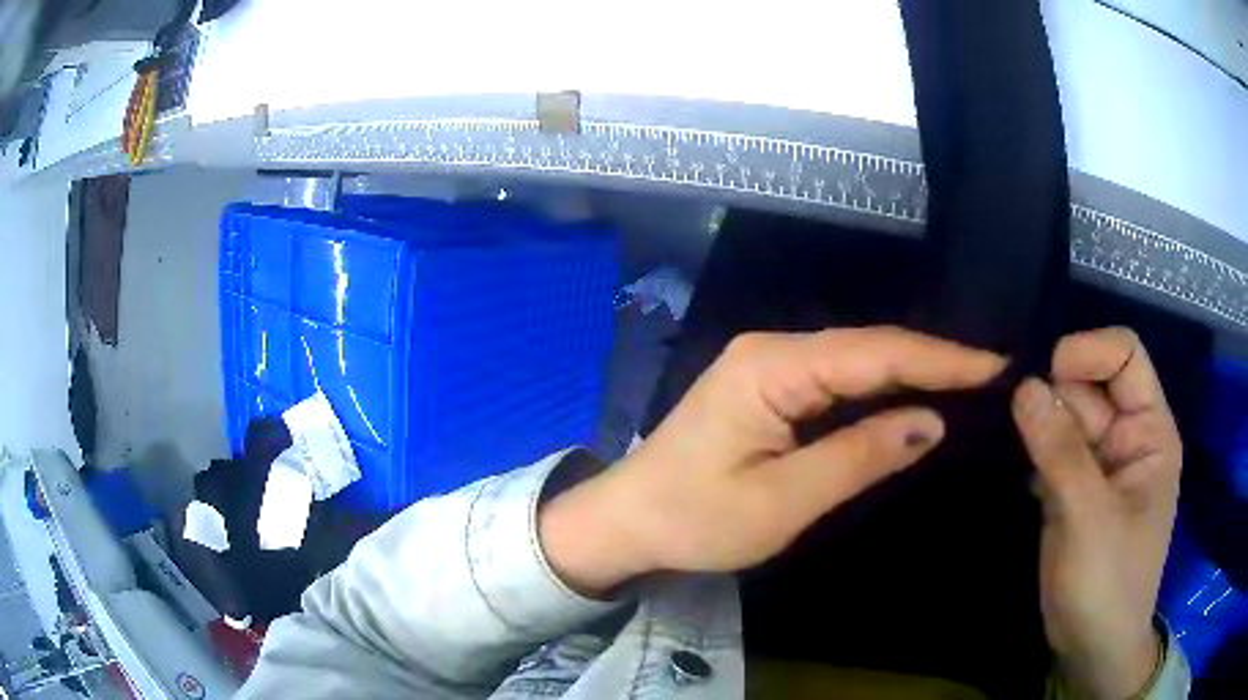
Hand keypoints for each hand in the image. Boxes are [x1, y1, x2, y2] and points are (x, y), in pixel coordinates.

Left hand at [541, 326, 1003, 594]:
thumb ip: (859, 457)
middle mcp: (771, 351)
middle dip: (931, 359)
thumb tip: (930, 423)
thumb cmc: (694, 519)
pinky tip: (910, 395)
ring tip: (968, 380)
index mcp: (772, 367)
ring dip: (909, 371)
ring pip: (854, 361)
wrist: (627, 521)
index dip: (939, 358)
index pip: (874, 353)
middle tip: (990, 371)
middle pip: (867, 348)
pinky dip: (878, 388)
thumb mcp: (782, 501)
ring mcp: (766, 366)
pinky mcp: (765, 388)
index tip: (993, 363)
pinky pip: (835, 380)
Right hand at [1011, 328, 1180, 698]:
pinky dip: (1034, 452)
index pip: (1125, 355)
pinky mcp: (1076, 489)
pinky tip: (1020, 473)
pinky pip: (1053, 449)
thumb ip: (1060, 451)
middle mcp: (1128, 437)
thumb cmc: (1107, 584)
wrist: (1092, 649)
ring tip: (1015, 449)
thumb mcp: (1088, 518)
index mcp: (1149, 430)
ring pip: (1067, 417)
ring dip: (1040, 425)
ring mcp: (1101, 464)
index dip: (1089, 352)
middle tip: (1021, 427)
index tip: (1049, 376)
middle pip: (1090, 385)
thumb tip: (1024, 386)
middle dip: (1056, 397)